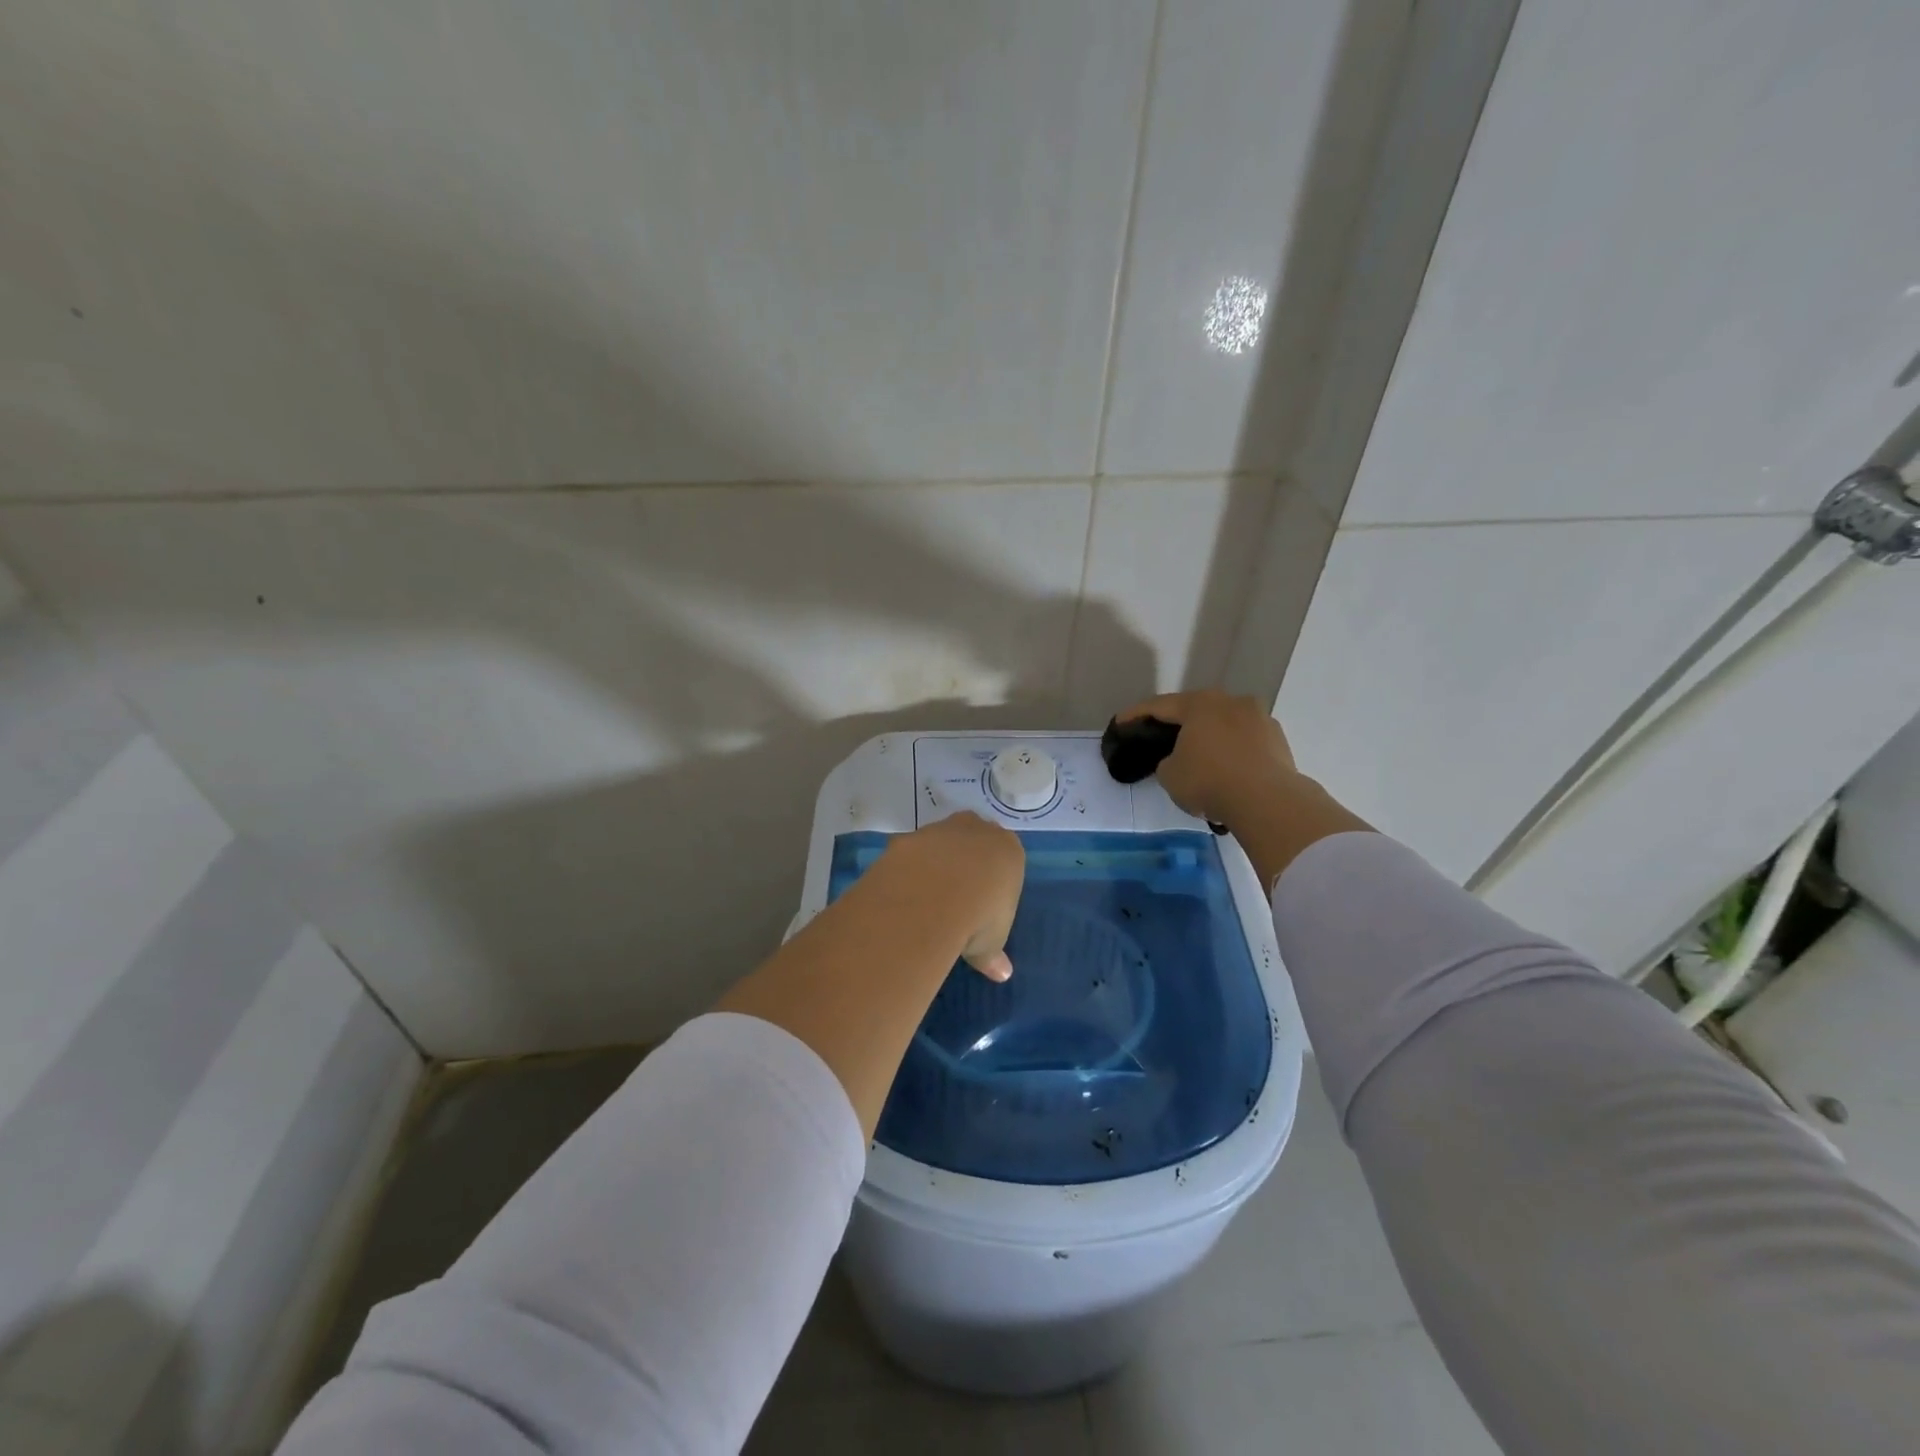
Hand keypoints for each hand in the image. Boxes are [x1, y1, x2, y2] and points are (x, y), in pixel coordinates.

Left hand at [875, 812, 1024, 980]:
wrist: (935, 894)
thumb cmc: (981, 916)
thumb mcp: (990, 944)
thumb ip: (993, 955)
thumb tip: (1002, 974)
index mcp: (1008, 850)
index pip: (1005, 858)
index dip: (994, 879)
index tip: (985, 901)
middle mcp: (977, 829)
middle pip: (973, 840)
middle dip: (966, 861)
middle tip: (956, 896)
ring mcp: (941, 829)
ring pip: (940, 841)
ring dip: (935, 862)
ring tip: (926, 897)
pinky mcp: (909, 835)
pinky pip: (911, 852)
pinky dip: (908, 868)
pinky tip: (903, 892)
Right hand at [1117, 691, 1300, 828]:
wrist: (1267, 801)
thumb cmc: (1209, 781)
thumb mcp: (1170, 775)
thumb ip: (1167, 761)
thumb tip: (1179, 760)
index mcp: (1199, 704)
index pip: (1159, 706)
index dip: (1135, 714)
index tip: (1120, 722)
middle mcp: (1230, 702)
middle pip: (1196, 709)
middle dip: (1177, 722)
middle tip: (1160, 735)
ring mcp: (1259, 718)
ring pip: (1224, 723)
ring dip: (1209, 735)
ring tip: (1199, 754)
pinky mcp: (1278, 739)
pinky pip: (1245, 741)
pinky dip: (1232, 750)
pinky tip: (1226, 769)